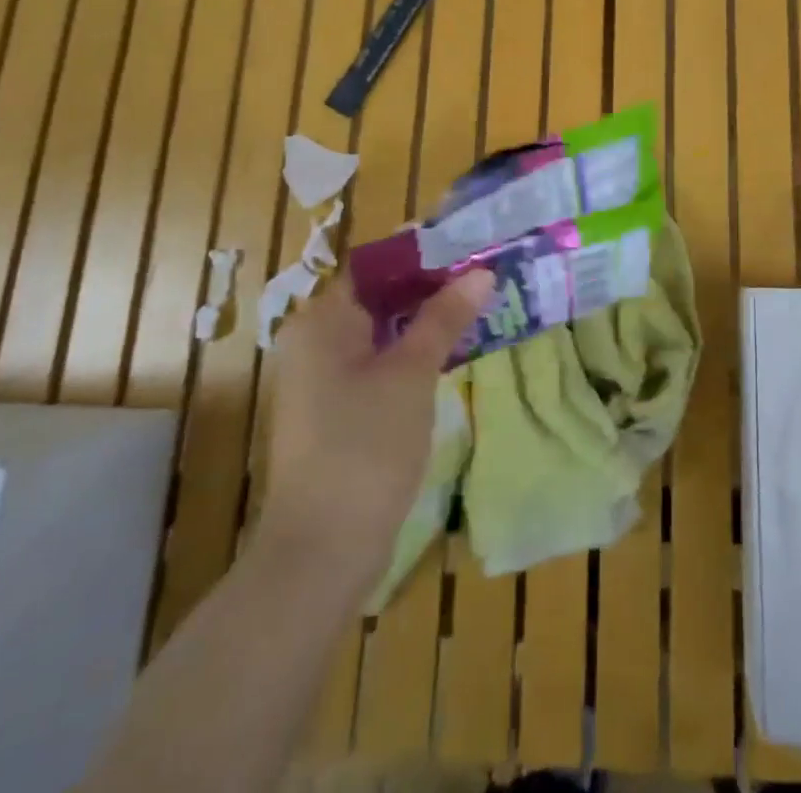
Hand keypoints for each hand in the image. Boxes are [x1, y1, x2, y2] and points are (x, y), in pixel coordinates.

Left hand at [256, 269, 491, 581]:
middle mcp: (316, 341)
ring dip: (427, 320)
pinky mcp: (338, 410)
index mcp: (323, 321)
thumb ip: (445, 317)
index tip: (470, 248)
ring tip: (479, 307)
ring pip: (384, 332)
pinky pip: (380, 363)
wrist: (321, 552)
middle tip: (484, 277)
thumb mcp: (412, 373)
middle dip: (432, 287)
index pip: (376, 267)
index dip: (423, 254)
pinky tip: (453, 351)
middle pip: (380, 297)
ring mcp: (324, 379)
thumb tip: (480, 272)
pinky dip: (413, 353)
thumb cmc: (364, 447)